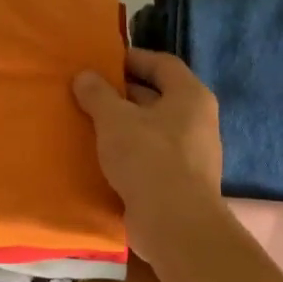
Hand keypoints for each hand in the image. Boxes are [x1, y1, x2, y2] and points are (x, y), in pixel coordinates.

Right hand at [73, 48, 223, 256]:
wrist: (175, 223)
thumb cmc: (147, 158)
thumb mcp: (114, 119)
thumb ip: (97, 94)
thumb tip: (85, 75)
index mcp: (190, 96)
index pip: (162, 64)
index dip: (132, 59)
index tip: (102, 62)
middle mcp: (198, 120)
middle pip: (158, 96)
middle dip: (123, 93)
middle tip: (88, 93)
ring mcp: (193, 153)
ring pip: (153, 128)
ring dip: (124, 124)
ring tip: (90, 123)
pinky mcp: (181, 181)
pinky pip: (152, 155)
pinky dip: (129, 151)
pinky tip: (103, 156)